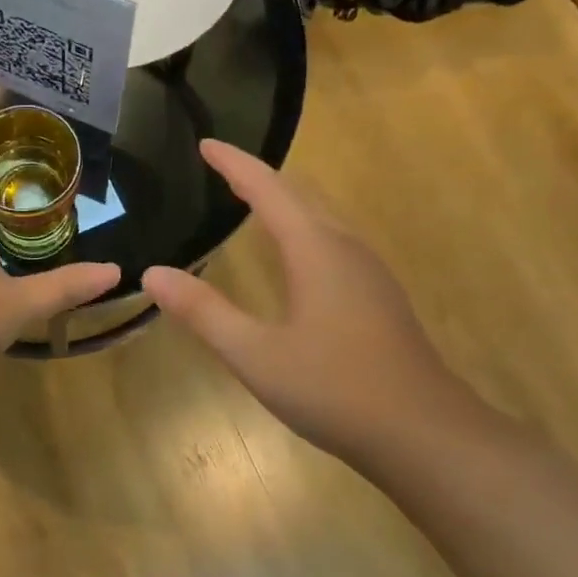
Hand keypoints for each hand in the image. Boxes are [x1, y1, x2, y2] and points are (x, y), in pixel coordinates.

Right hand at [142, 141, 471, 464]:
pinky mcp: (378, 298)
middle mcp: (346, 249)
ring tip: (252, 201)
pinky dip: (303, 230)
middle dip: (260, 177)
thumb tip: (153, 274)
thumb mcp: (255, 354)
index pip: (269, 190)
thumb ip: (203, 312)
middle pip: (300, 196)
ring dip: (285, 202)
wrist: (423, 433)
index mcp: (316, 250)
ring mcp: (369, 273)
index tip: (206, 143)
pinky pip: (333, 243)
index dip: (235, 164)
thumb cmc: (335, 389)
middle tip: (222, 168)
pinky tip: (295, 256)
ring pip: (322, 218)